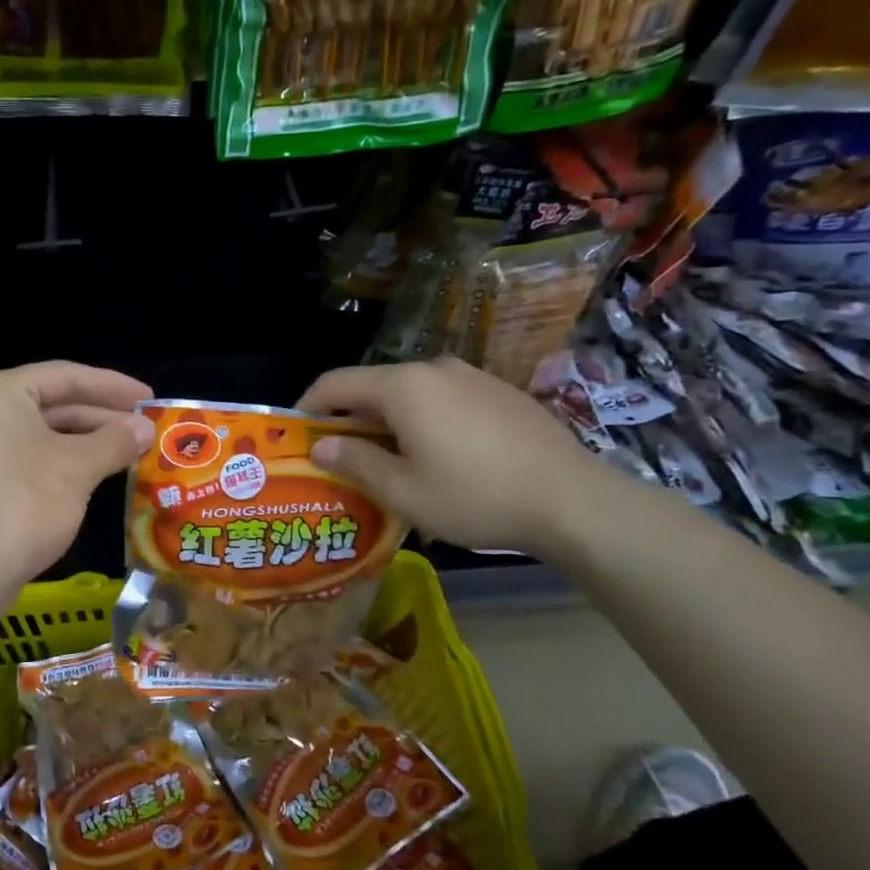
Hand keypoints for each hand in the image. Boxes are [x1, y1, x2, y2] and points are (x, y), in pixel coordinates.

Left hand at [0, 361, 154, 585]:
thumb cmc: (26, 503)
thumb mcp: (78, 467)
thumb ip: (115, 440)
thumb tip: (146, 428)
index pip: (65, 375)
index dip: (113, 385)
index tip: (149, 398)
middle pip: (54, 401)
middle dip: (102, 414)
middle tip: (146, 425)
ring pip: (45, 431)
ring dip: (88, 439)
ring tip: (132, 447)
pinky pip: (32, 455)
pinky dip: (67, 459)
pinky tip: (100, 470)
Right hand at [297, 357, 613, 554]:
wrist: (572, 500)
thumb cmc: (474, 496)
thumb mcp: (403, 491)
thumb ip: (355, 462)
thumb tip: (322, 446)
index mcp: (403, 387)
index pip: (336, 383)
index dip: (309, 407)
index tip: (297, 435)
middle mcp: (434, 369)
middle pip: (374, 387)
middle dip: (350, 420)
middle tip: (342, 460)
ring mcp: (472, 376)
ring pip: (410, 394)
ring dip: (389, 423)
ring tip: (391, 464)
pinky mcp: (499, 391)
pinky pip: (443, 400)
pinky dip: (424, 422)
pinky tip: (439, 459)